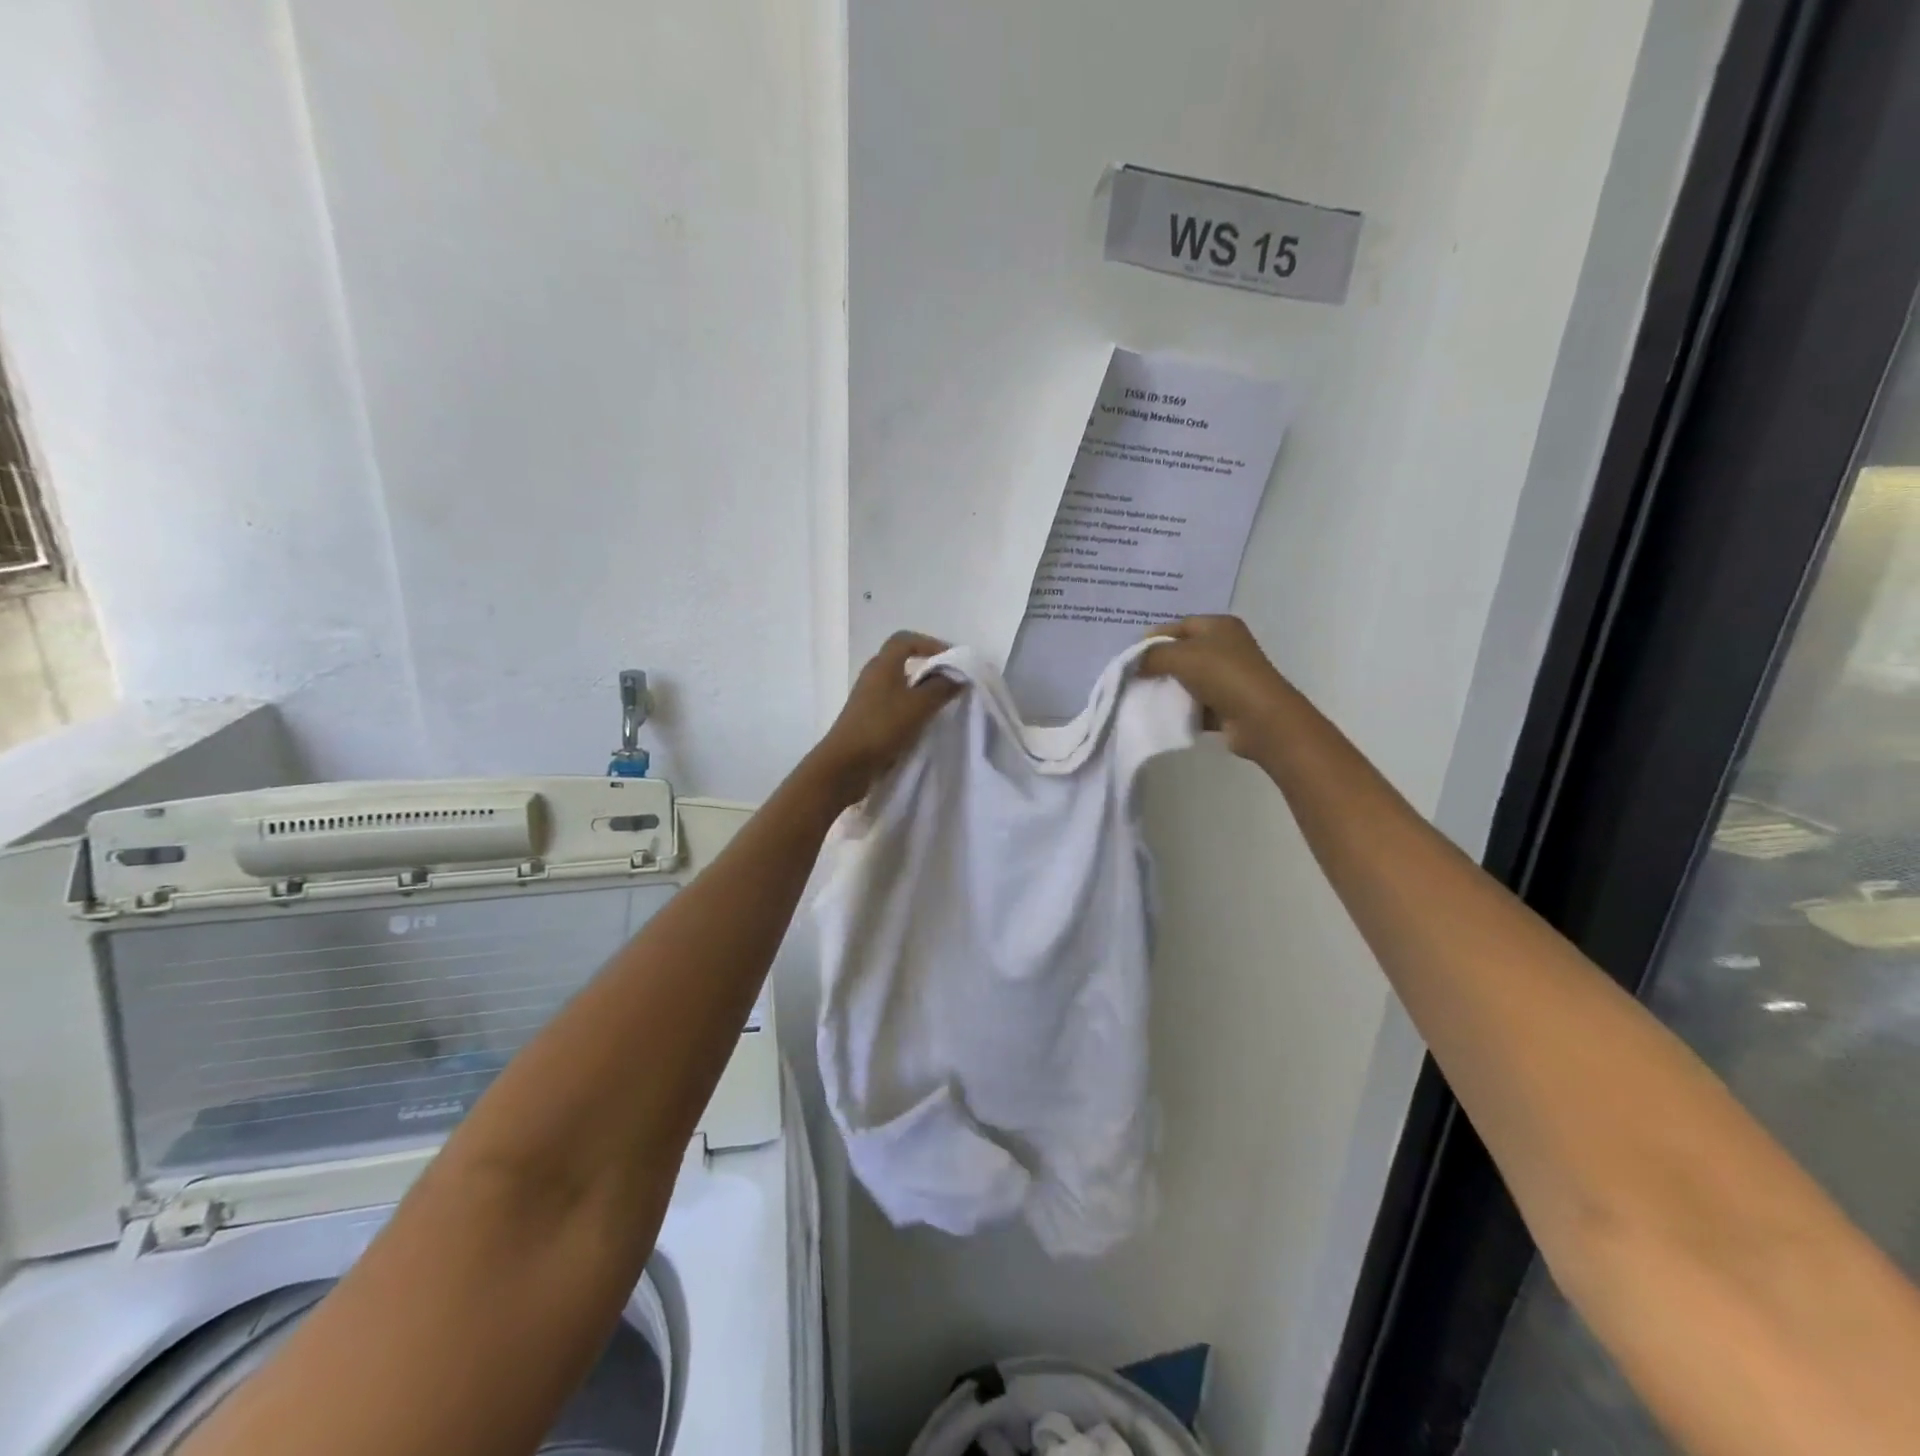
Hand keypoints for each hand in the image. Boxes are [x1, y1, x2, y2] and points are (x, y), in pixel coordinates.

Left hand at [810, 631, 961, 803]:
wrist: (845, 765)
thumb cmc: (882, 727)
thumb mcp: (918, 706)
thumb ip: (941, 687)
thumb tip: (958, 676)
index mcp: (883, 664)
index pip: (905, 639)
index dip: (930, 643)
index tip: (952, 659)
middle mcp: (873, 675)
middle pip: (902, 661)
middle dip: (928, 668)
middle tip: (950, 682)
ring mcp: (868, 698)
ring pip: (899, 684)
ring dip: (920, 690)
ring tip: (941, 704)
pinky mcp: (867, 718)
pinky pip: (893, 704)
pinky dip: (910, 707)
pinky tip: (922, 723)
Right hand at [1140, 615, 1293, 761]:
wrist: (1260, 719)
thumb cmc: (1223, 676)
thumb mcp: (1181, 656)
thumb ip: (1152, 655)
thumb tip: (1133, 663)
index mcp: (1218, 626)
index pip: (1178, 626)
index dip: (1153, 638)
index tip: (1130, 657)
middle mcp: (1225, 647)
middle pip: (1182, 652)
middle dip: (1158, 664)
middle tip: (1133, 677)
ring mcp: (1228, 677)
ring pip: (1187, 679)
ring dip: (1168, 688)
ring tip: (1143, 696)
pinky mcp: (1227, 703)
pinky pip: (1196, 702)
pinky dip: (1181, 707)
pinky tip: (1163, 714)